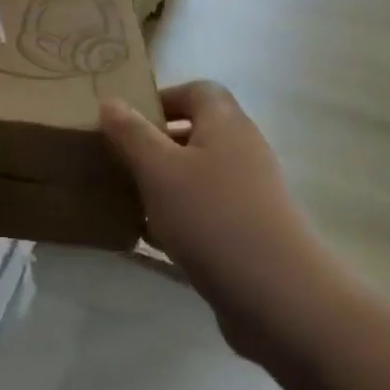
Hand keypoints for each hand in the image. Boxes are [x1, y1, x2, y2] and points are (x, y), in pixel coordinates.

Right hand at [101, 82, 321, 362]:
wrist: (279, 298)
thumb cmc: (213, 219)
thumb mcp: (159, 171)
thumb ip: (131, 134)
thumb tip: (110, 101)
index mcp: (226, 124)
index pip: (197, 91)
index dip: (162, 98)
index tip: (126, 121)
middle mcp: (243, 150)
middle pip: (196, 132)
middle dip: (155, 143)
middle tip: (119, 159)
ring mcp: (250, 193)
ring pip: (198, 174)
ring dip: (164, 183)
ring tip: (128, 197)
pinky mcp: (250, 231)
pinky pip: (206, 211)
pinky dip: (179, 216)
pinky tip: (152, 238)